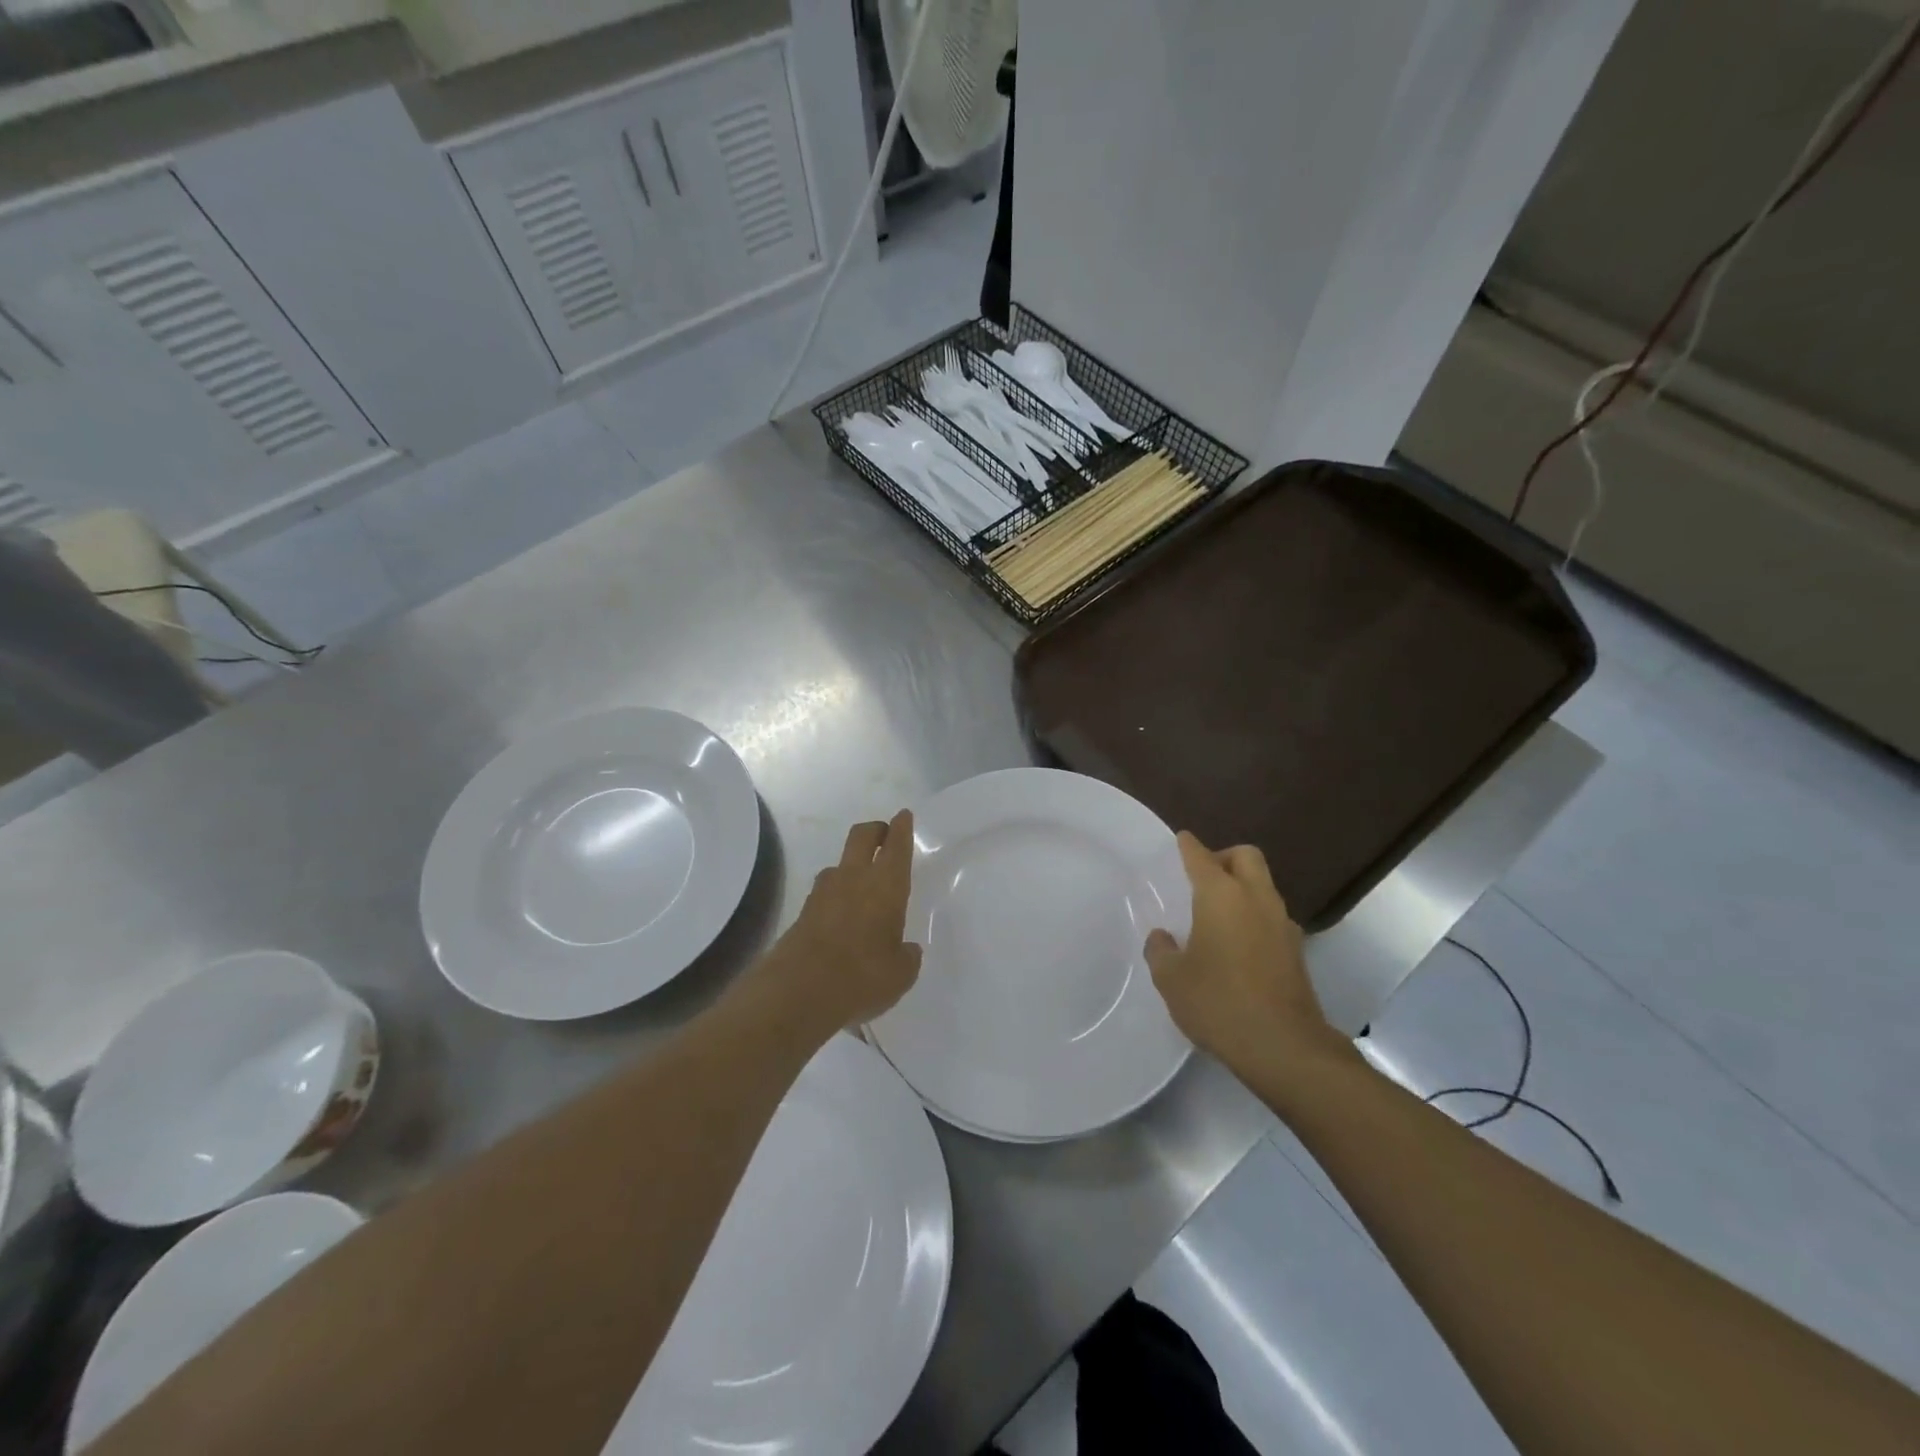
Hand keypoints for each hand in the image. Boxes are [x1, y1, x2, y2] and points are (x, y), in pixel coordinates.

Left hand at [753, 811, 921, 1036]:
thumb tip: (906, 950)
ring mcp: (823, 892)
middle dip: (875, 830)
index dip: (902, 828)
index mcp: (886, 885)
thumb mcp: (900, 974)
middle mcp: (854, 878)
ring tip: (862, 883)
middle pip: (862, 836)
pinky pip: (825, 892)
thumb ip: (907, 957)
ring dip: (852, 864)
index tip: (903, 816)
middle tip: (884, 834)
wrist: (798, 991)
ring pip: (839, 863)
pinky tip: (842, 916)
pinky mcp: (803, 912)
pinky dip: (836, 894)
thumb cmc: (862, 976)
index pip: (896, 846)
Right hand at [1144, 832, 1349, 1077]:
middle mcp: (1256, 899)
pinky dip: (1255, 917)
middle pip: (1246, 856)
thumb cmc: (1219, 1003)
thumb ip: (1160, 951)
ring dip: (1242, 888)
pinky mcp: (1296, 951)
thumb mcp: (1172, 979)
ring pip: (1263, 886)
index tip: (1181, 840)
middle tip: (1202, 877)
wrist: (1284, 1047)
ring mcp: (1282, 924)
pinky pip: (1272, 916)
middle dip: (1224, 857)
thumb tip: (1162, 938)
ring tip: (1217, 915)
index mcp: (1221, 896)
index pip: (1202, 857)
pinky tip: (1238, 945)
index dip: (1188, 846)